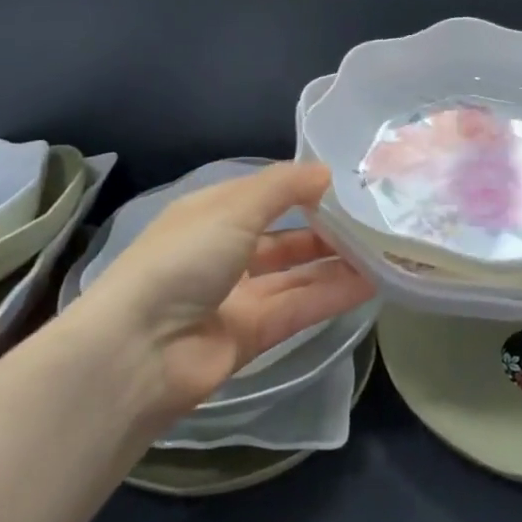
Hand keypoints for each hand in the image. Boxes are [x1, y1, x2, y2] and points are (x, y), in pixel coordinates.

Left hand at [75, 162, 374, 425]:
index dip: (301, 188)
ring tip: (381, 250)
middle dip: (323, 228)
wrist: (139, 350)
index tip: (347, 184)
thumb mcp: (234, 207)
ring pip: (295, 275)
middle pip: (282, 236)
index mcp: (211, 213)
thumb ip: (283, 187)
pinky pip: (298, 309)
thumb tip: (326, 172)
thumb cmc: (183, 258)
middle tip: (372, 221)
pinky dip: (330, 295)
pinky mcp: (251, 337)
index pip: (264, 194)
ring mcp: (237, 296)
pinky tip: (370, 283)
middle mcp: (224, 251)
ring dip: (334, 263)